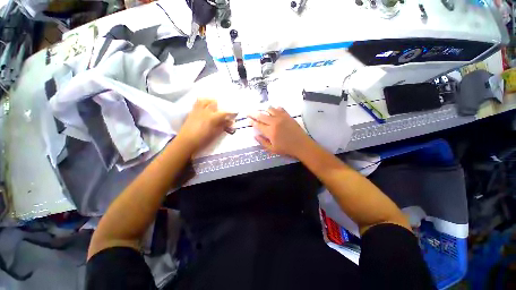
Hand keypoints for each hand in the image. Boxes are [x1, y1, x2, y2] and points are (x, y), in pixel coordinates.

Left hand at [177, 99, 235, 153]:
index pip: (224, 113)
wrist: (186, 142)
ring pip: (205, 100)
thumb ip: (223, 126)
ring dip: (211, 102)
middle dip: (221, 105)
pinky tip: (205, 107)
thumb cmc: (202, 140)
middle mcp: (205, 111)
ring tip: (214, 106)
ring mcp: (197, 110)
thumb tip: (230, 122)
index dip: (231, 113)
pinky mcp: (192, 111)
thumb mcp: (215, 134)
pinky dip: (203, 102)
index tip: (235, 113)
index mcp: (212, 118)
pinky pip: (197, 102)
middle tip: (224, 111)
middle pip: (215, 103)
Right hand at [249, 107, 312, 158]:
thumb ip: (262, 142)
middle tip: (248, 112)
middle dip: (253, 113)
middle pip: (261, 115)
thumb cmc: (286, 149)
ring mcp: (281, 117)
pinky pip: (280, 108)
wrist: (301, 145)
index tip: (248, 119)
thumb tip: (255, 135)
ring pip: (270, 109)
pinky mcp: (288, 115)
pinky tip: (273, 110)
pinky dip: (275, 108)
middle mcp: (274, 122)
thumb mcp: (272, 149)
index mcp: (270, 131)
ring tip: (261, 111)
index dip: (252, 121)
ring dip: (264, 110)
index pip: (258, 124)